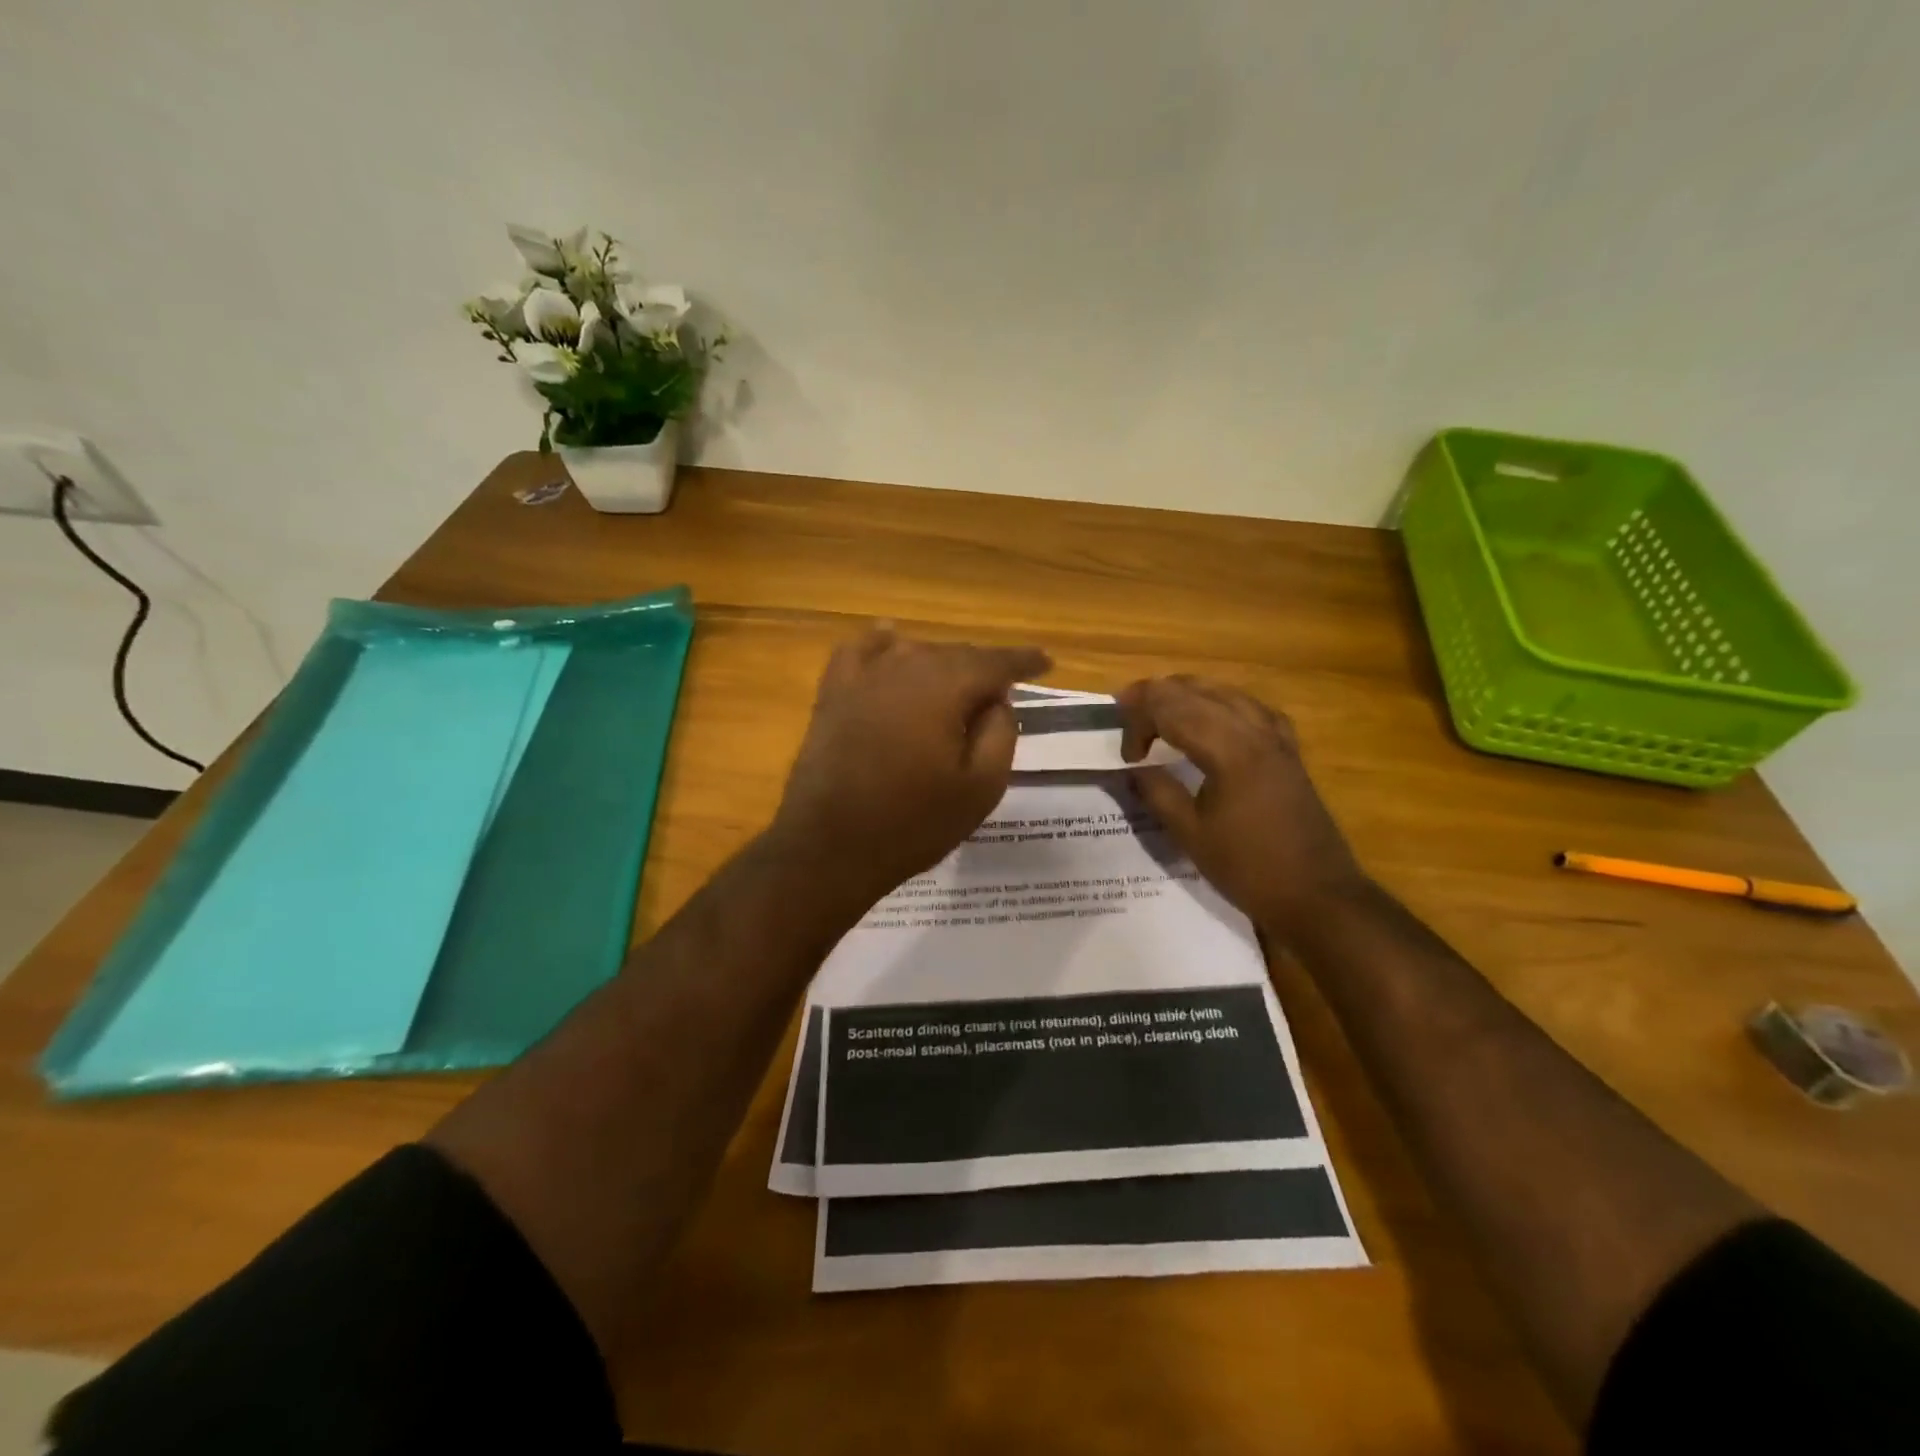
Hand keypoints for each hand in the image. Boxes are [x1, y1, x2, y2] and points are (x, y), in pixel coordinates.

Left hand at [769, 629, 1049, 910]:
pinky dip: (880, 643)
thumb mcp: (980, 789)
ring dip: (942, 663)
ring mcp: (863, 678)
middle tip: (1004, 686)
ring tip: (959, 683)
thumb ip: (1000, 734)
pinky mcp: (833, 694)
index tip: (1046, 662)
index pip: (995, 662)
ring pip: (914, 651)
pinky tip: (890, 640)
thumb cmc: (913, 824)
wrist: (829, 848)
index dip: (1024, 660)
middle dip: (983, 667)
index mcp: (945, 689)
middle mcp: (905, 668)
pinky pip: (859, 651)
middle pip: (955, 654)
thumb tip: (998, 701)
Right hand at [1117, 676, 1366, 942]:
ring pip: (1225, 692)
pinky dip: (1223, 703)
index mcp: (1228, 751)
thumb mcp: (1191, 835)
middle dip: (1156, 695)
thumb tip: (1133, 769)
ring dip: (1187, 693)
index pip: (1172, 710)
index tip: (1125, 754)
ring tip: (1160, 706)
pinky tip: (1214, 716)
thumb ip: (1157, 793)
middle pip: (1196, 692)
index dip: (1139, 721)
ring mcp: (1276, 738)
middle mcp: (1254, 731)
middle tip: (1126, 710)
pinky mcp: (1289, 750)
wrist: (1318, 895)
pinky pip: (1252, 708)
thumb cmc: (1249, 869)